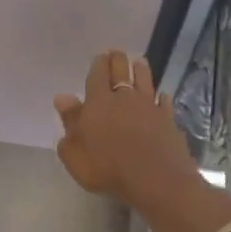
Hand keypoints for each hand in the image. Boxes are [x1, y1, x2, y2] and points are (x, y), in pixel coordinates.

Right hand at [54, 51, 197, 203]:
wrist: (154, 178)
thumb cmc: (107, 168)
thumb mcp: (75, 153)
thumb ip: (69, 123)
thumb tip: (62, 98)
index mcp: (98, 103)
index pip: (97, 75)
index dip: (99, 64)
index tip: (100, 56)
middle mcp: (125, 98)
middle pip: (122, 72)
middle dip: (118, 60)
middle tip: (117, 53)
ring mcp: (149, 107)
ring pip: (145, 81)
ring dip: (140, 69)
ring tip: (139, 61)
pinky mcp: (168, 120)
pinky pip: (164, 102)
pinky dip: (161, 96)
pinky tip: (162, 95)